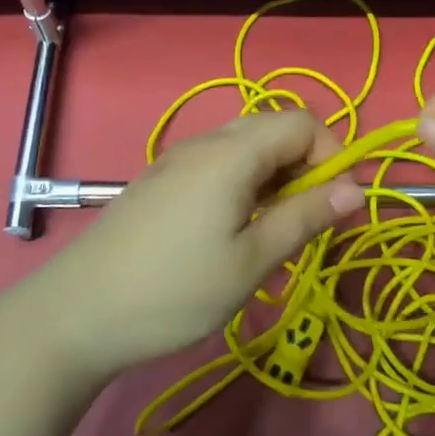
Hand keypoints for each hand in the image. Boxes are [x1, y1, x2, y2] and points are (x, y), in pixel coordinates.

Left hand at [31, 110, 364, 377]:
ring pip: (245, 148)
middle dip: (304, 166)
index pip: (302, 122)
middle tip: (305, 221)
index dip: (331, 155)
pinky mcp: (161, 181)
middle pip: (273, 129)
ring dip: (274, 179)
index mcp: (231, 153)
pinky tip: (230, 233)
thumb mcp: (251, 261)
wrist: (76, 313)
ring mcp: (177, 161)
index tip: (336, 206)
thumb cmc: (175, 290)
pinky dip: (243, 186)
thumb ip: (305, 218)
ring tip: (270, 234)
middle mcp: (205, 144)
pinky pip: (218, 166)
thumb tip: (357, 189)